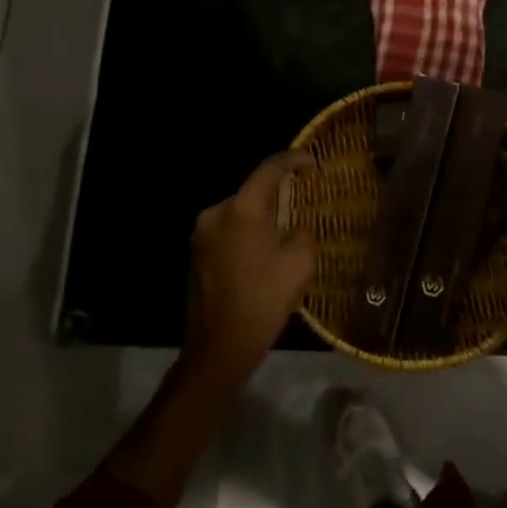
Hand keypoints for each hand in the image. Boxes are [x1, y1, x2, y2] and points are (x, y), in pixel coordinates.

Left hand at [183, 150, 318, 386]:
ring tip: (282, 235)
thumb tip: (294, 226)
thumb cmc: (263, 301)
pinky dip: (245, 235)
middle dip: (277, 196)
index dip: (293, 160)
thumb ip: (302, 232)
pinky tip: (260, 256)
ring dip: (260, 219)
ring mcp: (200, 234)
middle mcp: (216, 213)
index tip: (311, 163)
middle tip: (301, 206)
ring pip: (239, 214)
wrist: (218, 347)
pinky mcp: (195, 254)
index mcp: (241, 209)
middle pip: (252, 192)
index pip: (269, 169)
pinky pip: (227, 232)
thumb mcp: (299, 264)